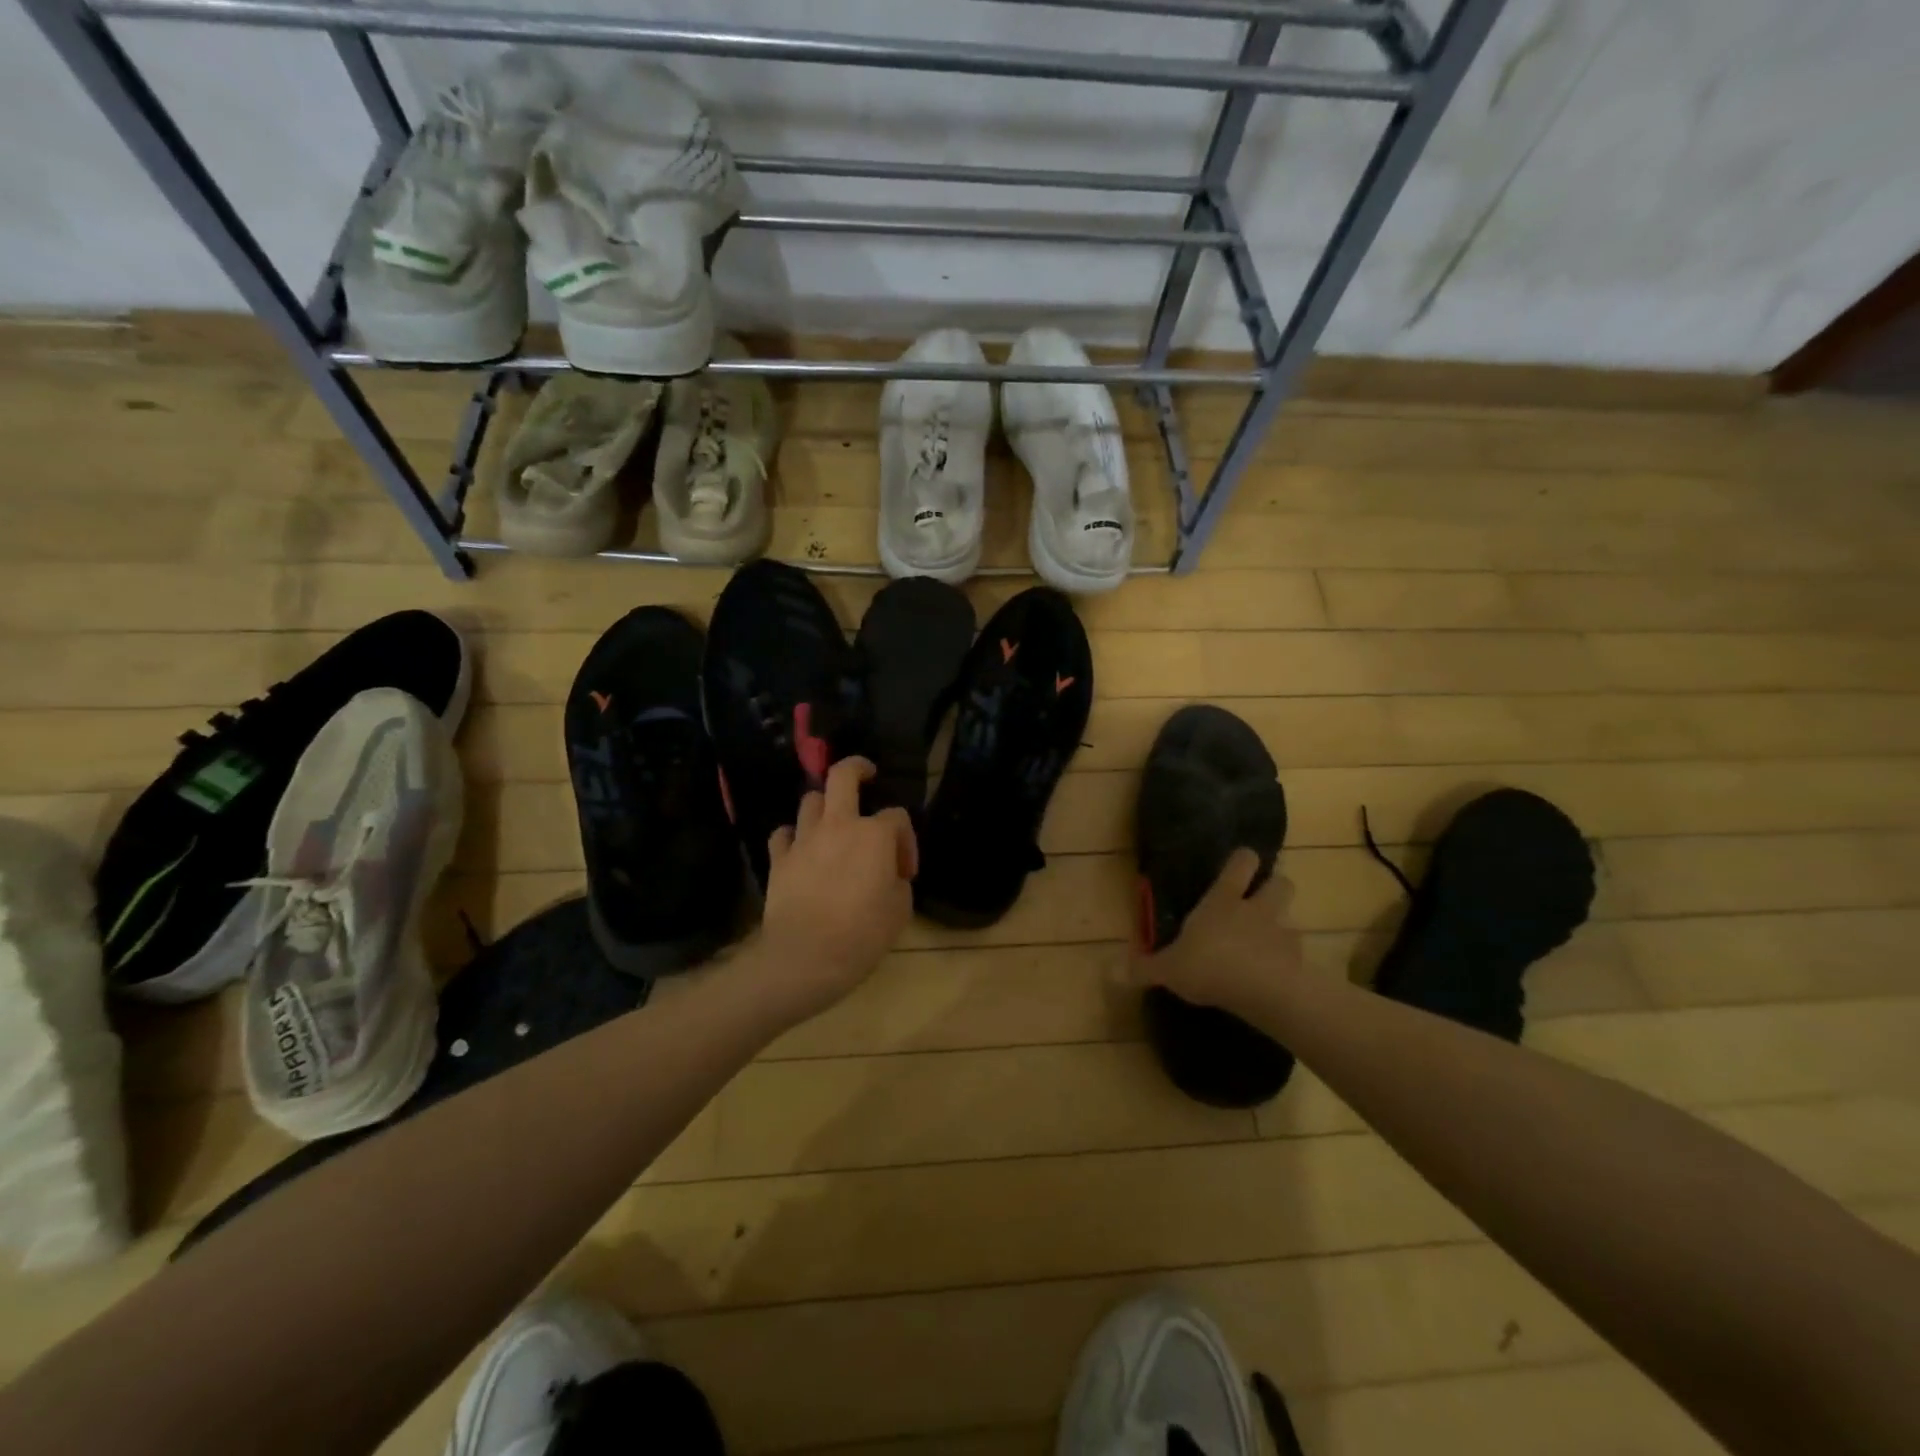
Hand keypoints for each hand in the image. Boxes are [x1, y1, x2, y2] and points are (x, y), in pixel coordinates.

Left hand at [756, 757, 917, 1024]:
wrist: (805, 958)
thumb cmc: (862, 934)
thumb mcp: (900, 911)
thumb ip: (898, 882)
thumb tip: (889, 875)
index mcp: (874, 835)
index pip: (898, 818)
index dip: (907, 840)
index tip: (905, 872)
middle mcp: (838, 826)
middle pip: (842, 776)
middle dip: (857, 768)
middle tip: (866, 774)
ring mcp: (804, 840)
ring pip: (811, 801)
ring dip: (824, 807)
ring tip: (832, 823)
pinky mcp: (779, 859)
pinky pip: (783, 834)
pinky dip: (793, 836)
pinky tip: (800, 850)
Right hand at [1131, 848, 1303, 1020]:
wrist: (1265, 993)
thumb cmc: (1211, 966)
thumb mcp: (1169, 969)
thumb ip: (1143, 968)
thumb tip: (1111, 970)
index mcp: (1224, 900)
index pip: (1241, 863)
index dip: (1243, 860)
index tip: (1241, 862)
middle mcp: (1257, 909)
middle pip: (1280, 882)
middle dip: (1273, 886)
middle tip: (1260, 901)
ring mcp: (1282, 933)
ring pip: (1292, 917)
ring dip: (1282, 926)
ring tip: (1267, 944)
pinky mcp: (1299, 961)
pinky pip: (1297, 954)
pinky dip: (1289, 961)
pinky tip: (1275, 976)